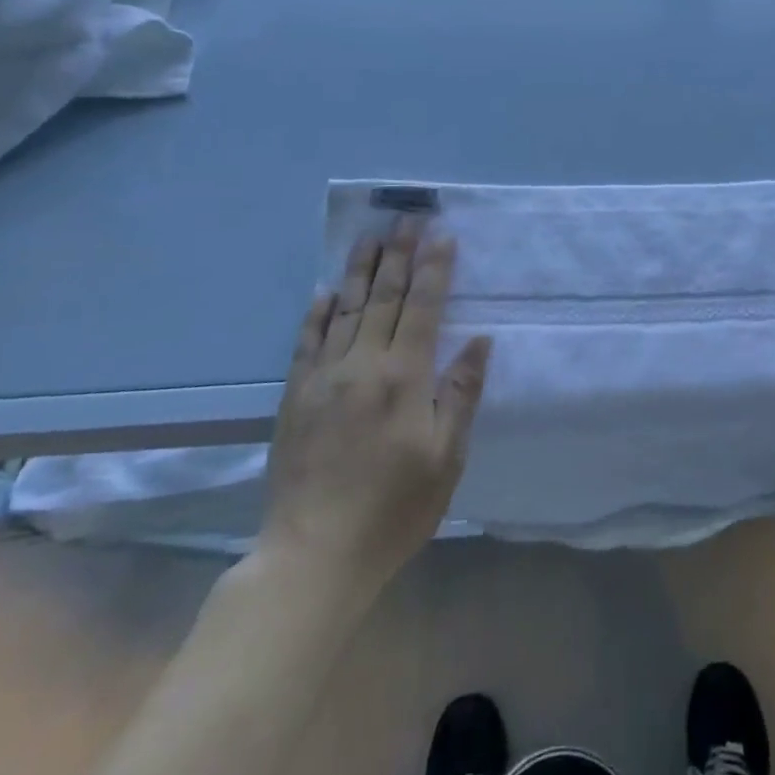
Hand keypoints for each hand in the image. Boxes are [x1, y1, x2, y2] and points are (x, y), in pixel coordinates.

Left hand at [256, 218, 490, 601]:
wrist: (313, 557)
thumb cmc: (394, 509)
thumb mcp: (447, 456)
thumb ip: (461, 392)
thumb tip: (479, 340)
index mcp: (404, 378)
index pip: (422, 307)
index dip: (434, 268)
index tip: (441, 234)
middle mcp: (361, 366)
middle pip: (382, 297)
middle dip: (398, 254)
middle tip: (406, 217)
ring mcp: (322, 379)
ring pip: (343, 310)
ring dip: (358, 270)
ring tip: (369, 236)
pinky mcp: (294, 398)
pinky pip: (306, 342)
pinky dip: (317, 312)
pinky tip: (324, 291)